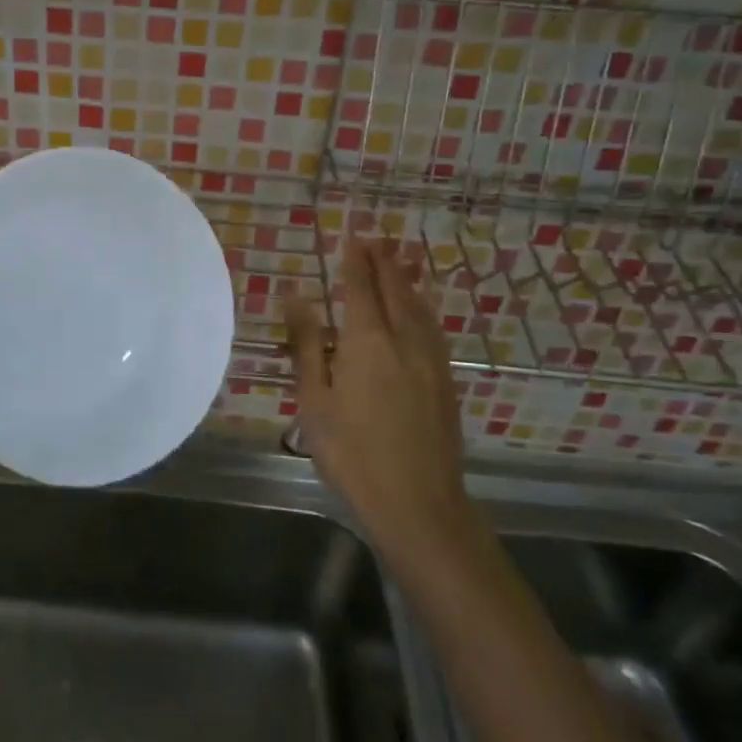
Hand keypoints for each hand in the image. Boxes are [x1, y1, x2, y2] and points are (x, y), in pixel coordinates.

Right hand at [285, 239, 474, 563]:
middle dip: (385, 262)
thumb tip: (296, 296)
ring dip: (407, 279)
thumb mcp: (315, 401)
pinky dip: (423, 307)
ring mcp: (430, 361)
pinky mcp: (446, 382)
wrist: (419, 504)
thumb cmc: (352, 454)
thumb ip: (307, 345)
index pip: (361, 288)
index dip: (356, 261)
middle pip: (395, 290)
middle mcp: (404, 341)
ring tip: (401, 259)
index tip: (353, 237)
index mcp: (367, 343)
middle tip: (378, 238)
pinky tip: (421, 310)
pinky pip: (432, 328)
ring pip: (419, 307)